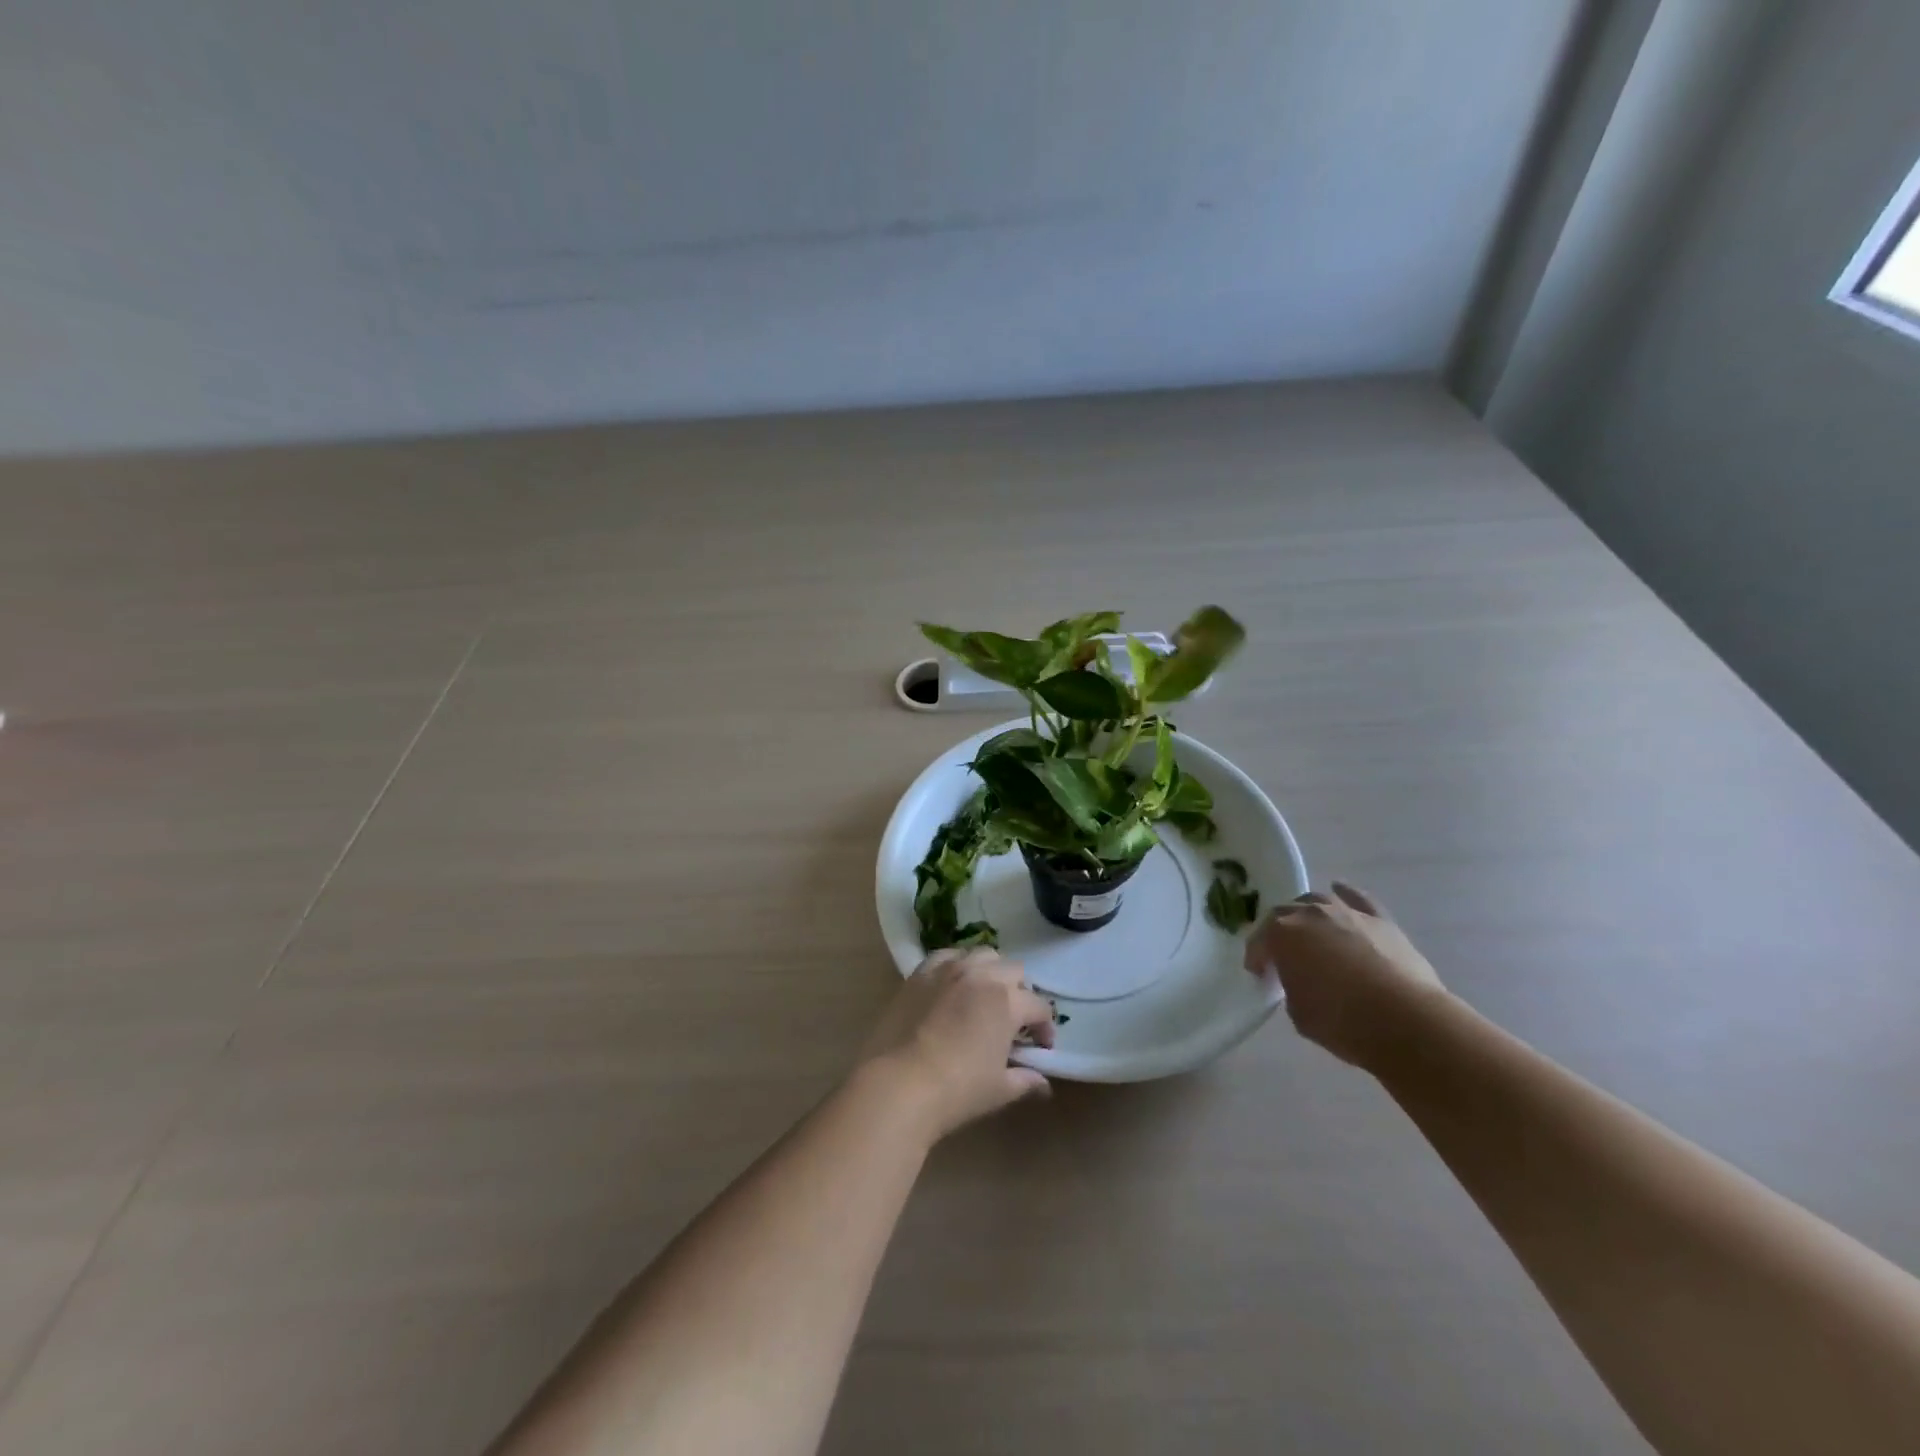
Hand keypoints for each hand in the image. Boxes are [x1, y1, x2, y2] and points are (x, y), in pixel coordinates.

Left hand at [856, 950, 1055, 1143]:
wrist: (899, 1084)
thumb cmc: (957, 1090)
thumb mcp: (999, 1090)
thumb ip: (1025, 1080)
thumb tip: (1044, 1084)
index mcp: (1008, 1001)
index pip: (1039, 1006)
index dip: (1045, 1028)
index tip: (1041, 1047)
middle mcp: (982, 975)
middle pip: (1014, 971)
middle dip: (1019, 993)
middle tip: (1011, 1021)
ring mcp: (949, 969)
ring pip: (982, 955)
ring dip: (990, 972)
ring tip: (983, 996)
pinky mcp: (920, 973)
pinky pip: (946, 956)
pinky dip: (956, 965)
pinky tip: (952, 985)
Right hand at [1244, 882, 1447, 1069]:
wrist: (1405, 1020)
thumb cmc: (1341, 1020)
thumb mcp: (1298, 1012)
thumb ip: (1291, 988)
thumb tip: (1301, 981)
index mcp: (1281, 933)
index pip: (1259, 940)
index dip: (1258, 958)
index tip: (1261, 976)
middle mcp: (1309, 913)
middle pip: (1285, 914)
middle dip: (1281, 934)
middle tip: (1286, 958)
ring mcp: (1346, 912)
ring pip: (1318, 902)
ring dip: (1310, 916)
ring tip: (1313, 935)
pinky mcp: (1380, 920)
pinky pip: (1357, 899)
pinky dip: (1346, 895)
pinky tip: (1340, 890)